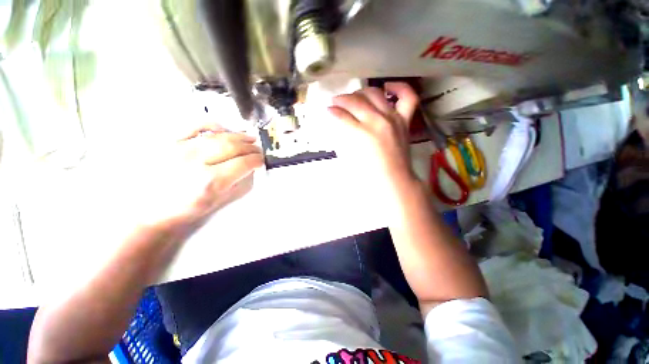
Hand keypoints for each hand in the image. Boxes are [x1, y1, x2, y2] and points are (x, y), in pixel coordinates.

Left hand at [126, 124, 263, 231]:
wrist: (149, 208)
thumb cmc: (186, 210)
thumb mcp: (218, 201)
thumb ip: (237, 182)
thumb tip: (250, 167)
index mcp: (210, 181)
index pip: (243, 163)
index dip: (257, 160)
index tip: (262, 160)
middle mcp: (196, 161)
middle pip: (232, 147)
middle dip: (251, 147)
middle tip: (258, 149)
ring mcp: (180, 148)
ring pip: (218, 135)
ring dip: (238, 136)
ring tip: (249, 138)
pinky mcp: (169, 141)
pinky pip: (194, 126)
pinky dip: (212, 125)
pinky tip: (224, 129)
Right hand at [328, 82, 419, 191]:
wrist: (393, 179)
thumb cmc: (369, 173)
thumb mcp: (350, 155)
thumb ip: (344, 135)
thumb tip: (340, 121)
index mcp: (361, 134)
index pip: (342, 115)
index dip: (333, 111)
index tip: (328, 109)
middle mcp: (377, 121)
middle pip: (356, 101)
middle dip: (342, 99)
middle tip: (336, 101)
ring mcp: (392, 118)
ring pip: (375, 94)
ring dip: (361, 92)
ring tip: (355, 97)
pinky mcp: (404, 120)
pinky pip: (408, 97)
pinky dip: (399, 87)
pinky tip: (387, 87)